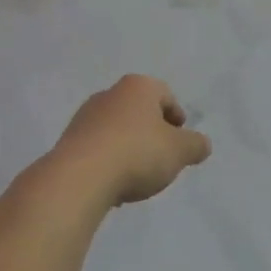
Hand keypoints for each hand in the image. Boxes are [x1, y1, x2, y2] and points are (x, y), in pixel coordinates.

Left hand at [52, 75, 212, 205]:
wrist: (80, 177)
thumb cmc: (137, 153)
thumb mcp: (180, 151)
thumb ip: (196, 145)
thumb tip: (202, 144)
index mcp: (138, 87)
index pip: (165, 95)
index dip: (177, 117)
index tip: (181, 141)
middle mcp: (109, 94)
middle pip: (139, 111)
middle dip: (152, 132)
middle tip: (163, 157)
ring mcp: (85, 117)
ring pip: (118, 129)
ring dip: (130, 147)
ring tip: (138, 176)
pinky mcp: (69, 141)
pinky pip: (98, 148)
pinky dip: (110, 161)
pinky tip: (114, 184)